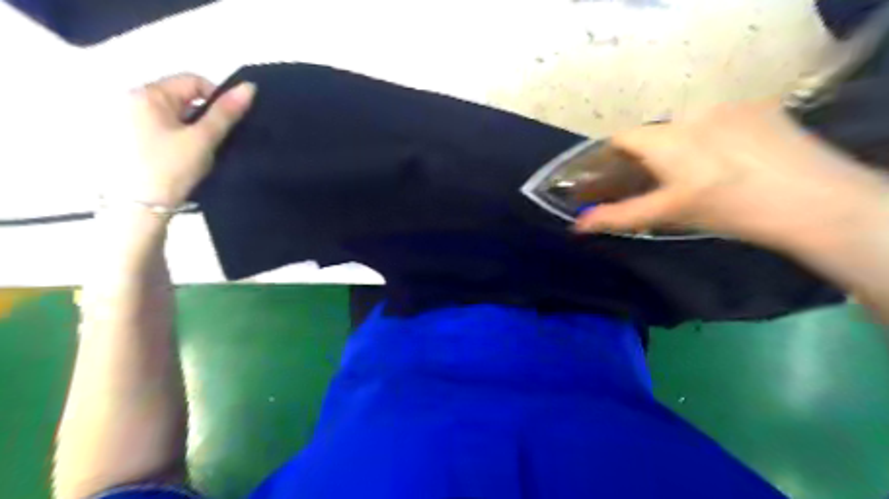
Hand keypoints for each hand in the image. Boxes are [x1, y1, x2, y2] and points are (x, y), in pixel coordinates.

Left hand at [121, 73, 253, 205]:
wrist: (139, 209)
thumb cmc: (172, 168)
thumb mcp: (203, 139)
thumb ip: (226, 113)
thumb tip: (250, 87)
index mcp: (147, 93)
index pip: (193, 81)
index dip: (218, 98)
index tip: (230, 125)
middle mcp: (131, 100)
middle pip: (183, 97)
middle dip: (205, 116)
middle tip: (217, 141)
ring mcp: (127, 120)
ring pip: (175, 115)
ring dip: (195, 129)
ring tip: (204, 152)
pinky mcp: (128, 139)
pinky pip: (164, 128)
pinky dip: (181, 138)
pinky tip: (187, 158)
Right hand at [574, 100, 884, 249]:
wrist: (813, 202)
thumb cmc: (727, 210)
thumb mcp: (667, 214)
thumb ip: (619, 216)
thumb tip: (578, 225)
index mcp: (666, 140)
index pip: (623, 138)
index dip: (613, 156)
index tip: (616, 176)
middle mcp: (691, 115)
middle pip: (655, 133)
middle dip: (651, 156)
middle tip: (663, 183)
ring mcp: (728, 107)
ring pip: (688, 127)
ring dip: (683, 146)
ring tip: (702, 174)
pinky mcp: (759, 108)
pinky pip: (720, 120)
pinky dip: (715, 137)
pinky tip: (733, 161)